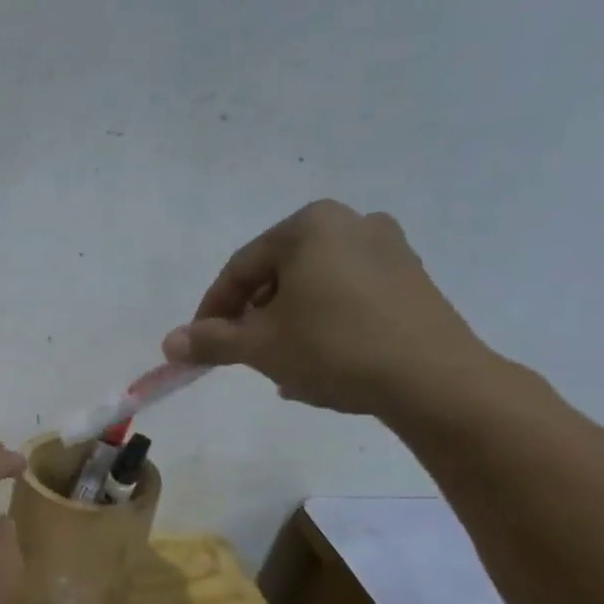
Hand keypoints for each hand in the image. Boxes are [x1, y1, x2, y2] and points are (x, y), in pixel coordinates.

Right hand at [161, 200, 497, 416]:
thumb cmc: (334, 349)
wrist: (433, 380)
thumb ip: (211, 340)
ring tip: (278, 365)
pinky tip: (318, 362)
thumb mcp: (260, 346)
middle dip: (253, 317)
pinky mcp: (412, 280)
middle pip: (278, 275)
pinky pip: (347, 297)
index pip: (241, 268)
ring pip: (313, 288)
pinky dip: (323, 324)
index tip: (200, 344)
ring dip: (287, 325)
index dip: (212, 310)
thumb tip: (170, 344)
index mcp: (309, 226)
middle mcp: (351, 223)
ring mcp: (389, 250)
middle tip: (240, 354)